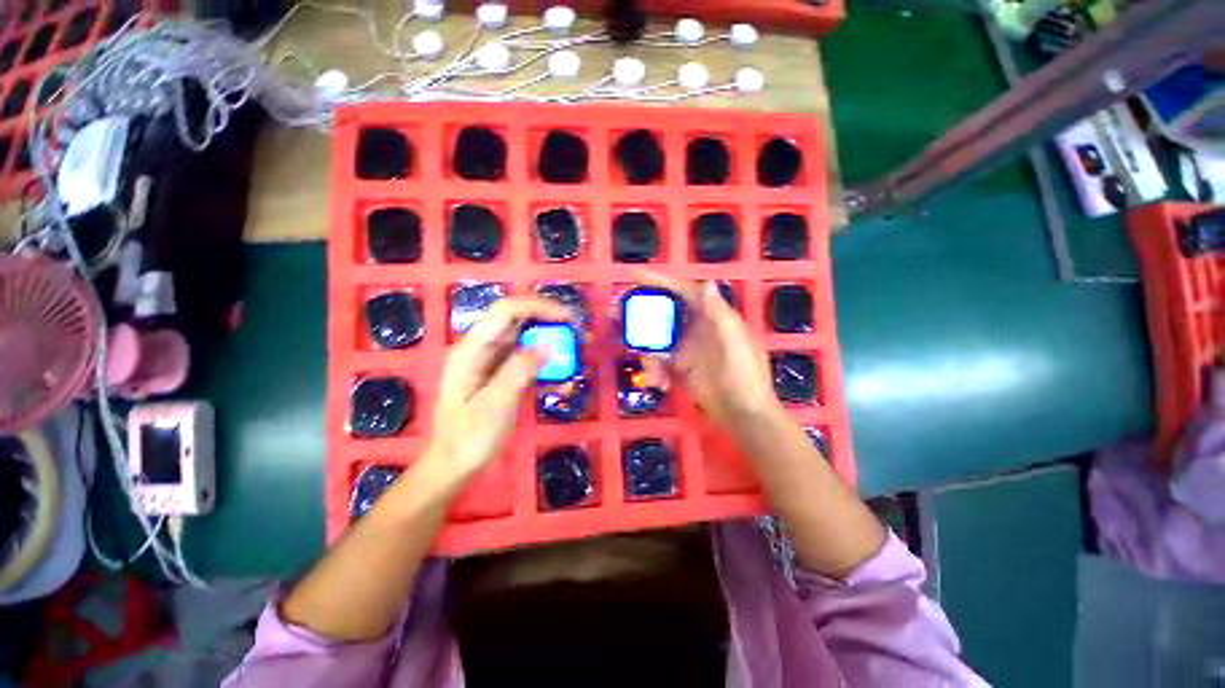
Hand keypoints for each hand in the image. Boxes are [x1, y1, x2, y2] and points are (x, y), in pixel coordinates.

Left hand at [425, 297, 573, 483]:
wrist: (455, 464)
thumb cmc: (469, 438)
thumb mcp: (495, 406)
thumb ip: (519, 372)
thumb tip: (548, 345)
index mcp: (472, 349)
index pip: (506, 311)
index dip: (539, 306)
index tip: (569, 318)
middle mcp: (482, 347)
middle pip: (519, 320)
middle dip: (551, 321)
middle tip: (580, 334)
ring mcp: (493, 360)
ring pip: (527, 338)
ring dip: (553, 341)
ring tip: (579, 351)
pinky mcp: (503, 373)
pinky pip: (528, 359)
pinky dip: (548, 364)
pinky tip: (564, 379)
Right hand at [635, 270, 782, 432]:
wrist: (743, 414)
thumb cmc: (745, 376)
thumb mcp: (735, 344)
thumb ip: (719, 316)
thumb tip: (707, 283)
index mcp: (711, 315)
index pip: (682, 291)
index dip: (658, 281)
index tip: (633, 276)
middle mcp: (695, 326)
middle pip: (661, 312)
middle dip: (638, 313)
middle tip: (613, 315)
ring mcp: (685, 346)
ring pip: (655, 338)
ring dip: (645, 350)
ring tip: (650, 372)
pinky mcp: (679, 365)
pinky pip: (657, 360)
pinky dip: (654, 369)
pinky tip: (659, 383)